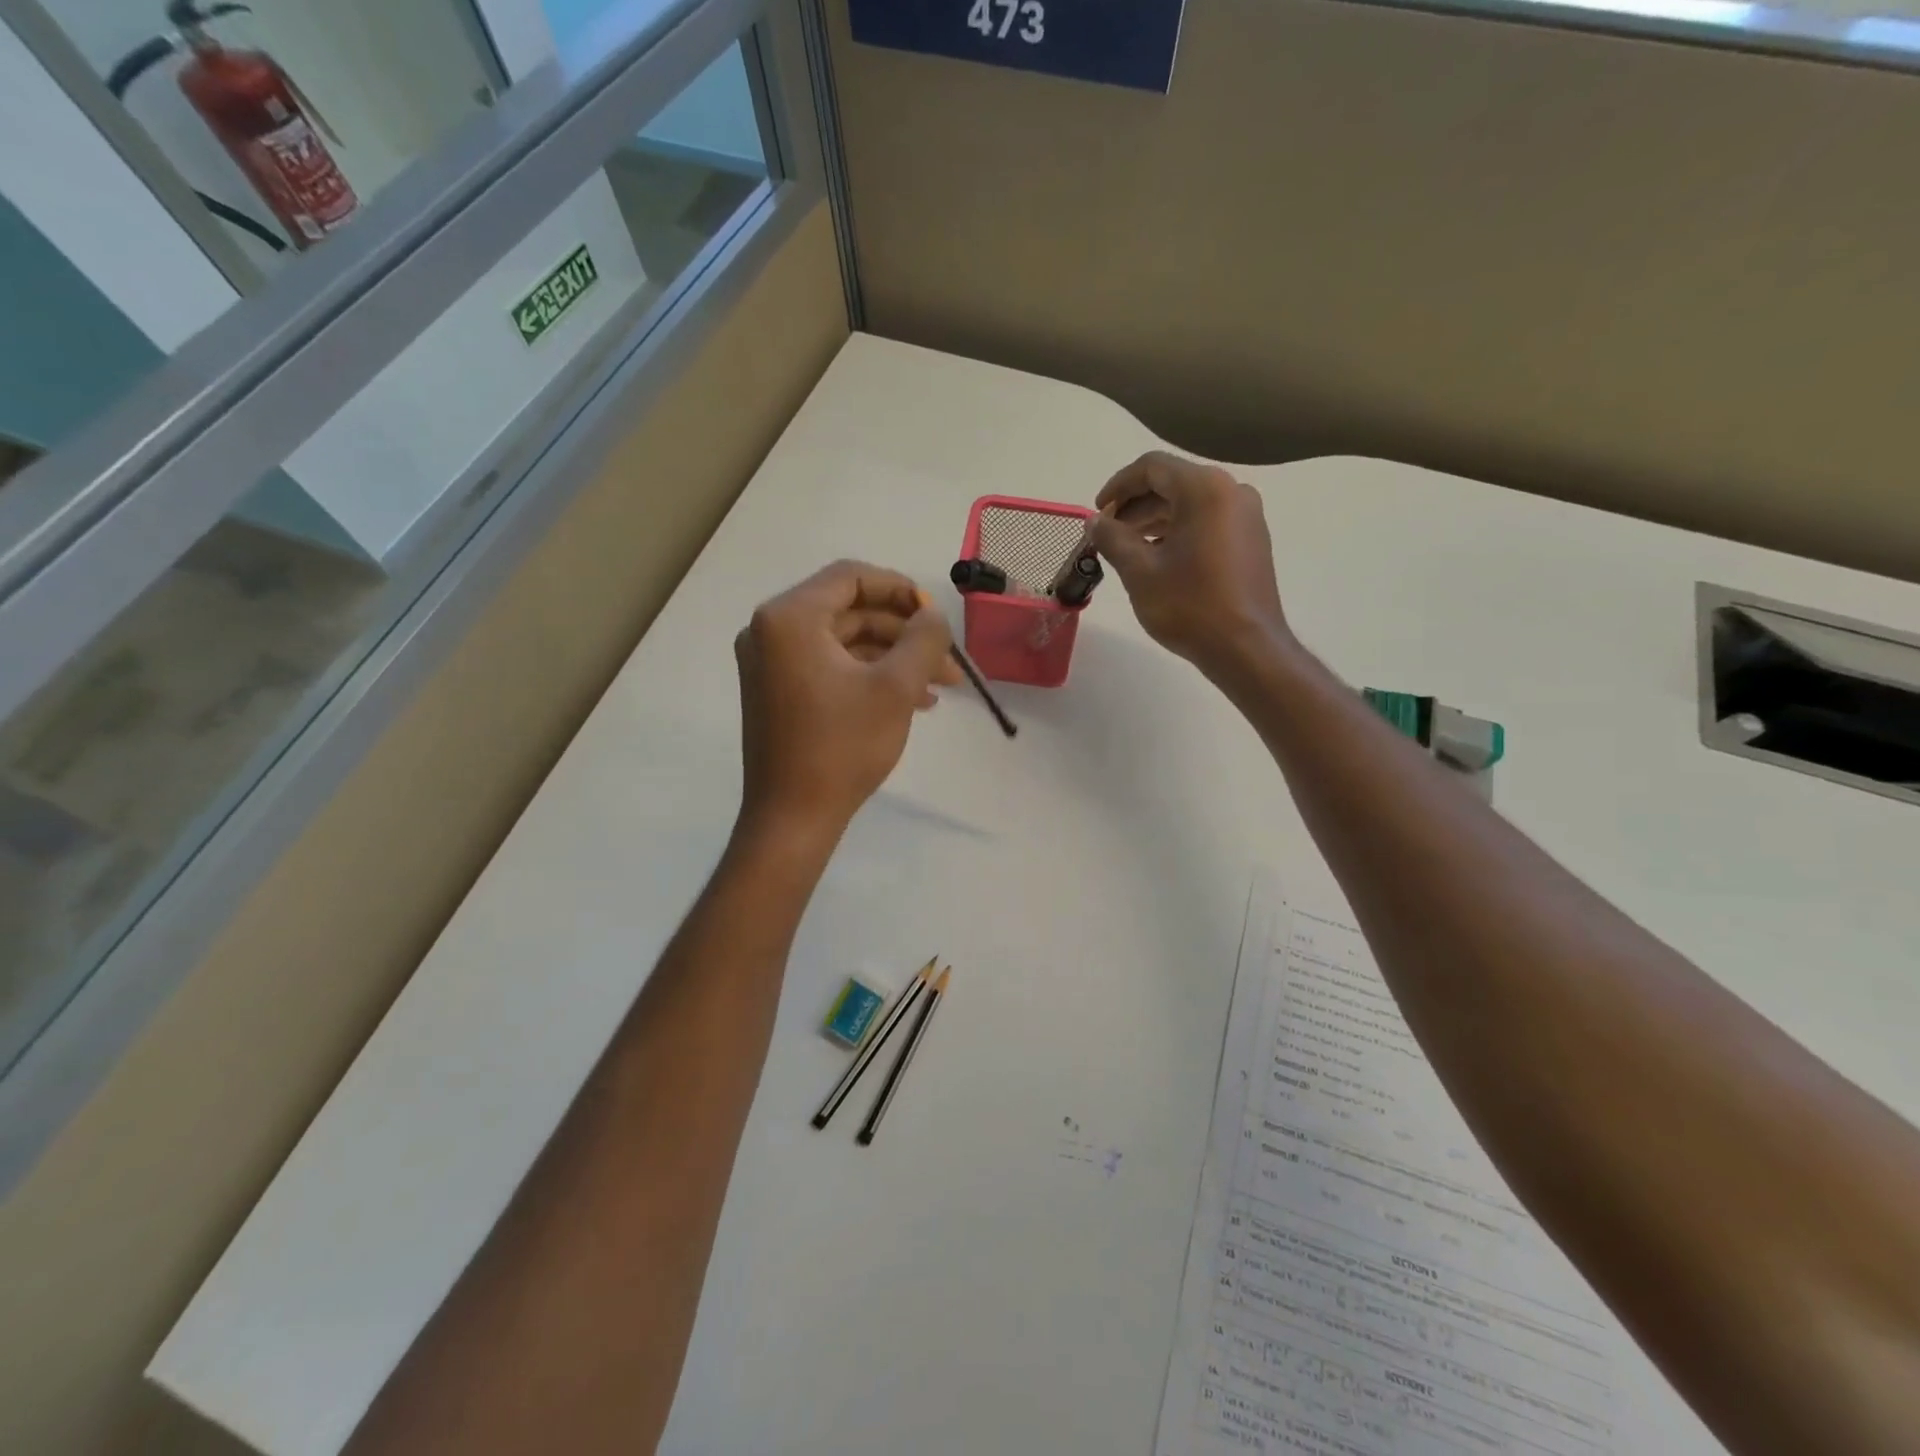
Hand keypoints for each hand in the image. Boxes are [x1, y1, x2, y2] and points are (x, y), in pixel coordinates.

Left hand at [734, 561, 961, 839]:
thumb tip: (933, 616)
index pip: (851, 577)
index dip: (900, 589)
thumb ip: (923, 639)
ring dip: (893, 659)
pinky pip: (830, 666)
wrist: (793, 818)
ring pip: (844, 643)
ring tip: (938, 688)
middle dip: (904, 634)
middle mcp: (771, 631)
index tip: (935, 616)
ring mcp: (770, 663)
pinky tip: (911, 700)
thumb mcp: (895, 687)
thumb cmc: (842, 747)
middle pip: (850, 611)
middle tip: (948, 662)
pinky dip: (869, 676)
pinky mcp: (777, 691)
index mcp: (790, 618)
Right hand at [1089, 451, 1291, 677]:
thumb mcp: (1139, 571)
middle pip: (1172, 483)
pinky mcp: (1250, 540)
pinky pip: (1207, 521)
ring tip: (1126, 548)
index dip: (1118, 486)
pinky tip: (1157, 558)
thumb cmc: (1189, 605)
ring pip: (1189, 504)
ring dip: (1154, 519)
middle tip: (1107, 534)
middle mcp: (1231, 491)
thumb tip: (1094, 521)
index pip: (1152, 467)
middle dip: (1135, 505)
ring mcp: (1246, 516)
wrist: (1245, 647)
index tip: (1097, 512)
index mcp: (1204, 489)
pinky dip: (1178, 531)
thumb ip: (1112, 538)